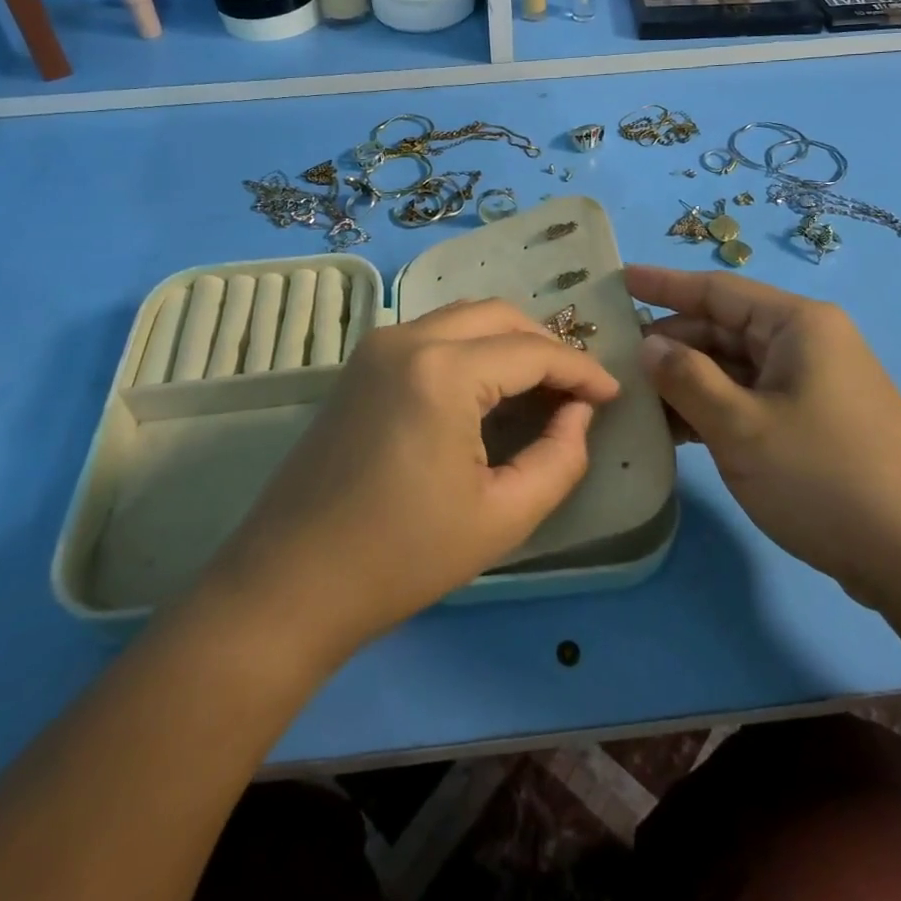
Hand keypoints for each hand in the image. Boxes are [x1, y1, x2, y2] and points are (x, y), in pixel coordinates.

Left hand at [202, 299, 619, 660]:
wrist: (288, 584)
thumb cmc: (400, 557)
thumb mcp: (502, 517)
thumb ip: (559, 458)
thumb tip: (578, 414)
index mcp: (443, 372)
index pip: (532, 351)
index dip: (580, 370)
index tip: (612, 395)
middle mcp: (408, 338)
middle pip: (498, 315)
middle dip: (546, 344)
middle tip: (576, 389)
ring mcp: (377, 346)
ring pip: (464, 317)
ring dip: (509, 341)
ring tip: (541, 386)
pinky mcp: (360, 363)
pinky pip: (434, 334)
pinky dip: (473, 347)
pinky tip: (489, 387)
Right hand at [627, 265, 900, 609]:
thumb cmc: (826, 477)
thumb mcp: (742, 427)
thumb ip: (687, 378)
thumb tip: (649, 344)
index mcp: (797, 325)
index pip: (717, 290)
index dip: (664, 285)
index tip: (619, 279)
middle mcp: (806, 344)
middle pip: (723, 330)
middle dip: (671, 344)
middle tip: (615, 360)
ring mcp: (812, 386)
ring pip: (734, 369)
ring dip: (687, 383)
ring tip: (635, 400)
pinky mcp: (813, 424)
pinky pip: (750, 401)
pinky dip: (713, 410)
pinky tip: (675, 432)